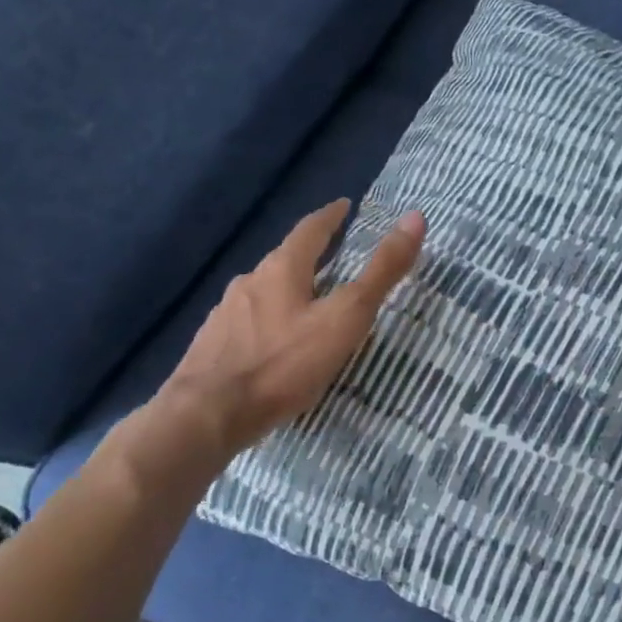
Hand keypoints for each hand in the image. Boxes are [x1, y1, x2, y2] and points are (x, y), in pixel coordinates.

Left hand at [127, 200, 424, 491]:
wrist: (207, 415)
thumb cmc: (284, 363)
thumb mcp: (345, 317)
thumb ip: (381, 272)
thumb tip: (415, 217)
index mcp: (281, 269)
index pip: (310, 230)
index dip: (330, 216)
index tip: (344, 205)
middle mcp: (249, 282)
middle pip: (284, 260)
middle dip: (308, 255)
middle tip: (332, 257)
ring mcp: (224, 314)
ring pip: (263, 292)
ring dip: (287, 290)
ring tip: (307, 303)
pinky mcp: (212, 346)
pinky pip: (247, 323)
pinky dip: (268, 322)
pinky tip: (274, 344)